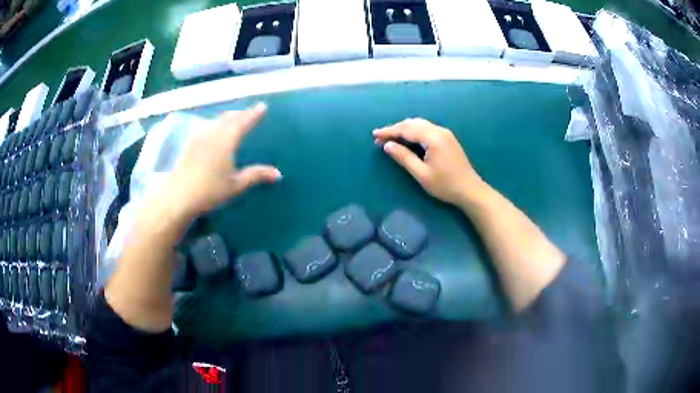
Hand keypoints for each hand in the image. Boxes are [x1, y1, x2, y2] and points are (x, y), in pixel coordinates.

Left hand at [162, 103, 280, 218]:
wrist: (179, 195)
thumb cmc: (210, 190)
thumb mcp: (236, 184)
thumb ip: (256, 175)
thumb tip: (278, 174)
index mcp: (227, 139)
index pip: (244, 121)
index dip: (254, 113)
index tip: (262, 106)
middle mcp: (213, 132)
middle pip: (229, 117)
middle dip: (241, 114)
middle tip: (249, 112)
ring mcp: (199, 135)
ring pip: (217, 120)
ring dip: (227, 117)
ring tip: (233, 118)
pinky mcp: (190, 142)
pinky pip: (206, 125)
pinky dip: (215, 123)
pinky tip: (213, 130)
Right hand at [373, 118, 483, 205]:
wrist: (470, 190)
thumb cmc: (445, 185)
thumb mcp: (421, 174)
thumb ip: (404, 157)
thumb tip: (387, 145)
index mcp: (433, 138)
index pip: (406, 129)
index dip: (389, 131)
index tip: (374, 135)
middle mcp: (439, 130)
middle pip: (413, 123)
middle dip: (395, 129)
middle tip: (380, 138)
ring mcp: (445, 133)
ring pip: (420, 124)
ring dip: (404, 129)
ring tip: (390, 138)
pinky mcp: (447, 138)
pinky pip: (426, 128)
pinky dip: (414, 131)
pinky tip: (407, 139)